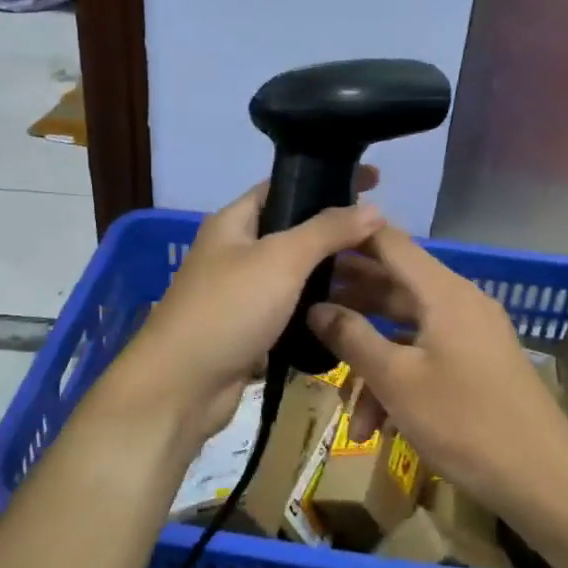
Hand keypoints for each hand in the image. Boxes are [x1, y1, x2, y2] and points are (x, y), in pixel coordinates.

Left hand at [115, 173, 382, 456]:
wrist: (182, 387)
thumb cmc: (228, 309)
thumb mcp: (281, 259)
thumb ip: (327, 230)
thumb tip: (373, 207)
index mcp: (234, 221)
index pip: (284, 186)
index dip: (327, 180)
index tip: (374, 181)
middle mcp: (236, 251)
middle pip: (294, 231)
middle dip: (337, 232)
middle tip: (386, 237)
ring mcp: (242, 292)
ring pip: (296, 273)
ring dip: (332, 272)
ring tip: (381, 272)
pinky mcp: (250, 328)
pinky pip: (292, 307)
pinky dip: (319, 306)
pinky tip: (352, 310)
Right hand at [307, 225, 567, 516]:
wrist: (545, 481)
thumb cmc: (464, 421)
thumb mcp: (396, 380)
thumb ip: (351, 337)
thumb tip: (315, 307)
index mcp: (442, 292)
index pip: (389, 242)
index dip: (350, 237)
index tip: (311, 245)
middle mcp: (458, 303)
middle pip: (394, 287)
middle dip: (351, 305)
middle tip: (305, 311)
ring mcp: (471, 335)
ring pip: (406, 332)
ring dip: (372, 365)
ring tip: (347, 411)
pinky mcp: (477, 366)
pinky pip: (427, 358)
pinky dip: (400, 383)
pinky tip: (379, 428)